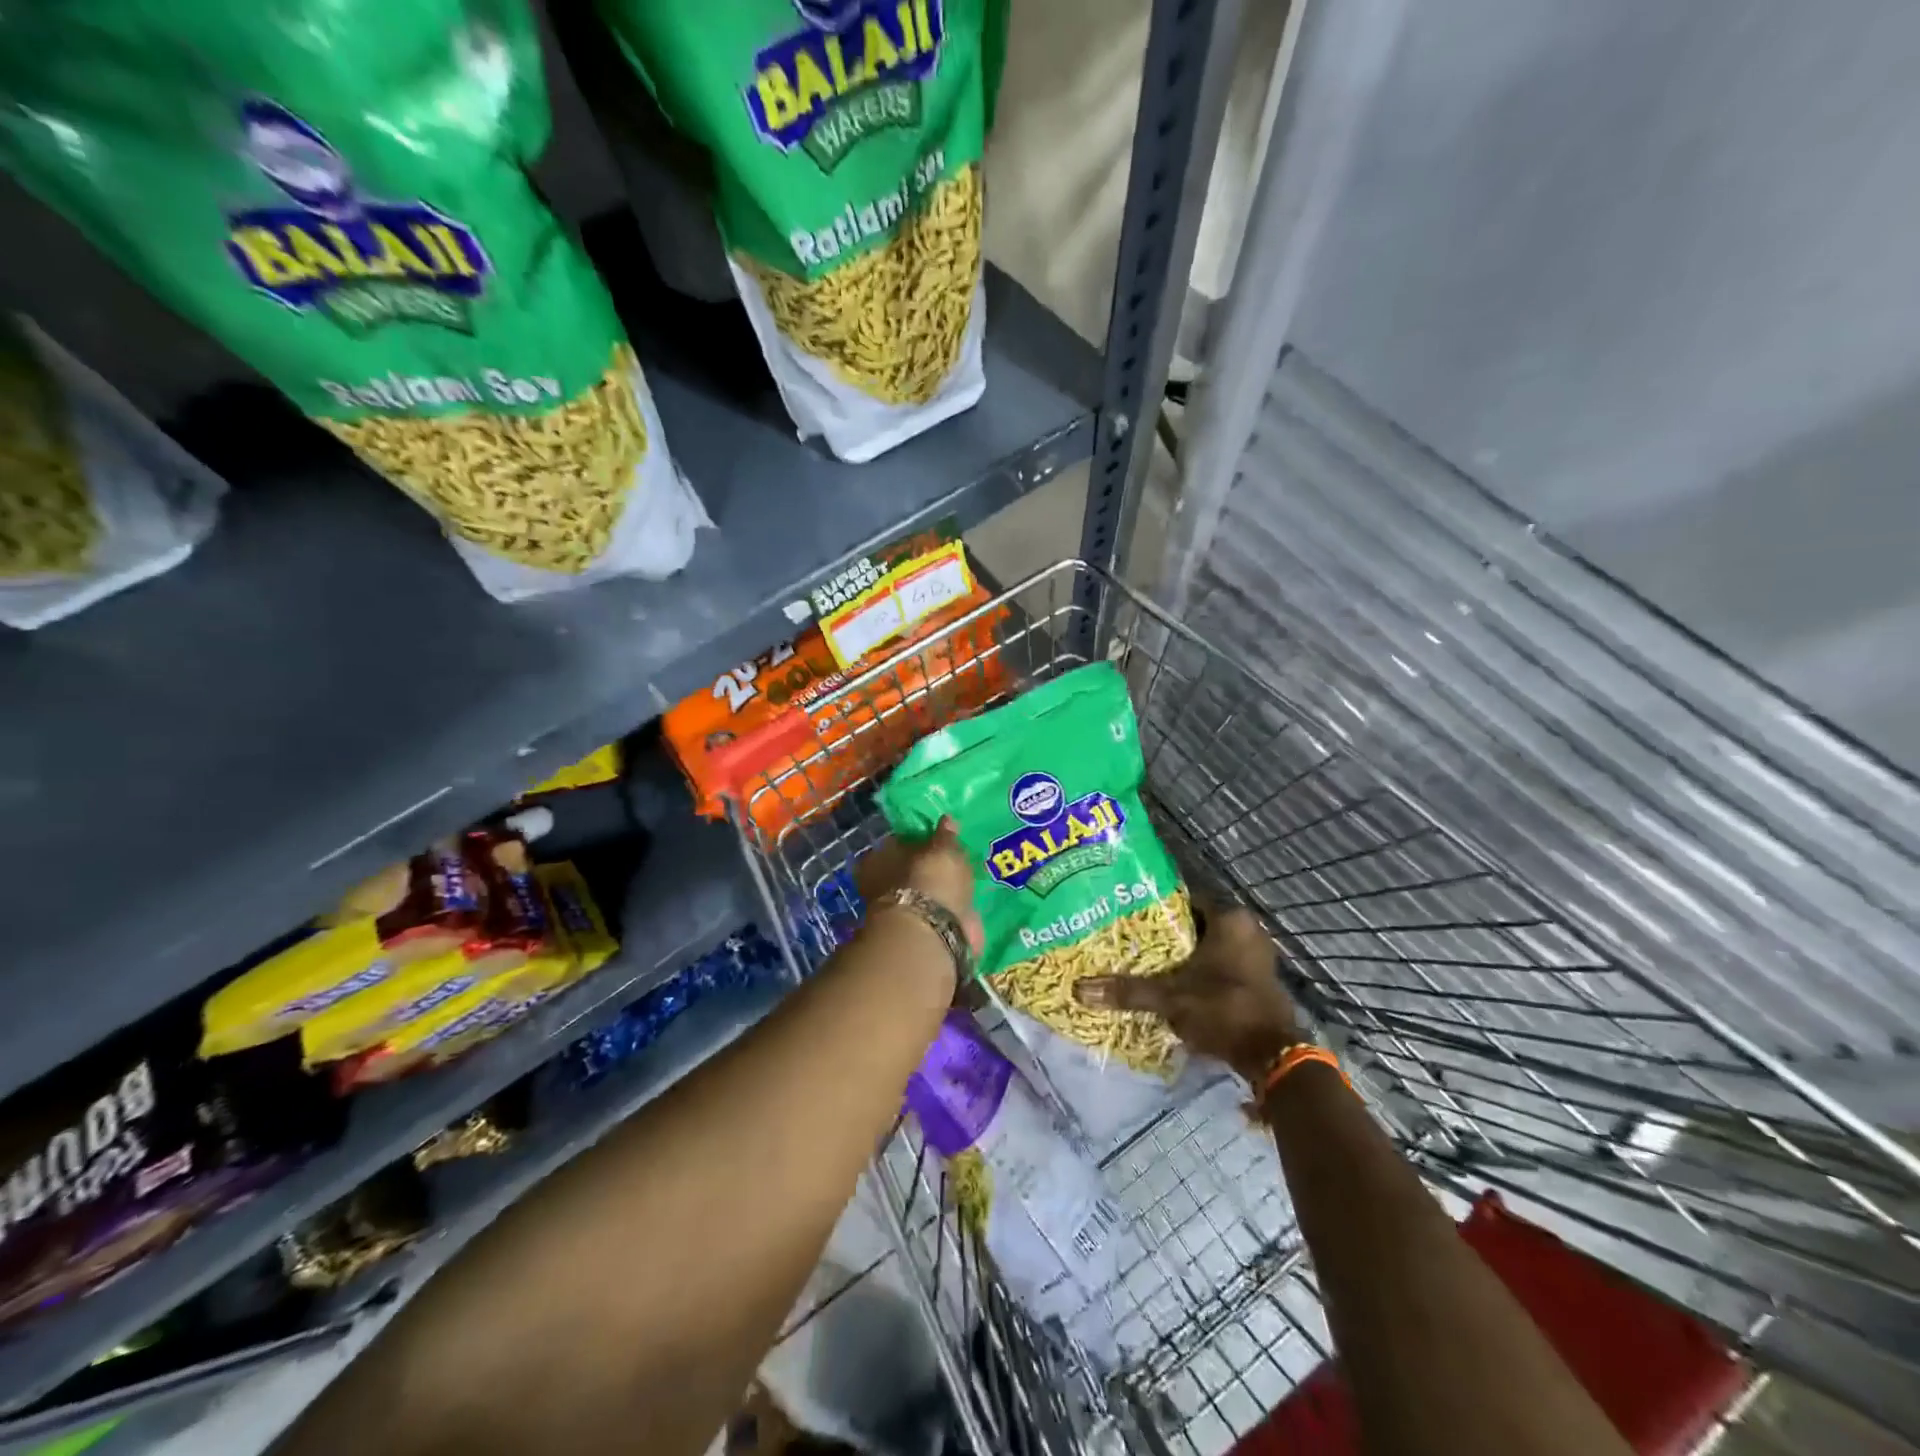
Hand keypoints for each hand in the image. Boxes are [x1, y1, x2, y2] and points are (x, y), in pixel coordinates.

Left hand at [856, 816, 984, 955]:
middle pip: (907, 870)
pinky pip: (936, 914)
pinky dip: (947, 910)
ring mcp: (900, 912)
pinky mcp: (920, 932)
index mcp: (878, 858)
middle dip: (927, 868)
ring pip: (922, 894)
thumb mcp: (943, 848)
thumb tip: (946, 820)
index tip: (936, 840)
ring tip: (964, 882)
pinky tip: (965, 904)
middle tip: (952, 862)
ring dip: (938, 891)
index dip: (917, 841)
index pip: (897, 843)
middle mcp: (882, 885)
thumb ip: (945, 835)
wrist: (932, 931)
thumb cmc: (931, 879)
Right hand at [1075, 907, 1300, 1081]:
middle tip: (1130, 940)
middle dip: (1166, 935)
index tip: (1126, 915)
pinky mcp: (1258, 979)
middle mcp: (1247, 929)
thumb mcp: (1170, 998)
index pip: (1183, 900)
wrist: (1272, 1057)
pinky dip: (1200, 972)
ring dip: (1183, 956)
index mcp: (1230, 919)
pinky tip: (1174, 983)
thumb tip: (1080, 988)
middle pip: (1195, 925)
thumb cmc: (1223, 1009)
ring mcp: (1256, 955)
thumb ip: (1128, 990)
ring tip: (1146, 962)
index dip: (1153, 908)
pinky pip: (1221, 965)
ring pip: (1208, 947)